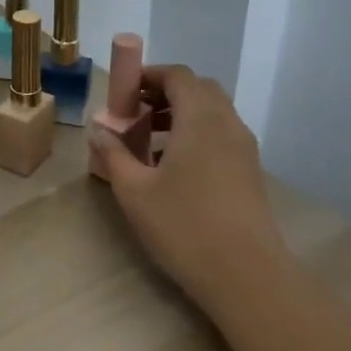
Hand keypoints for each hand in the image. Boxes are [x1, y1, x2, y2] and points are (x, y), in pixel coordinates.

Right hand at [89, 65, 289, 313]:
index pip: (178, 75)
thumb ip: (113, 155)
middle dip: (165, 92)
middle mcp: (227, 124)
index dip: (149, 75)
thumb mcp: (134, 191)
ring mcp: (244, 148)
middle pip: (199, 89)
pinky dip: (197, 134)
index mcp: (200, 119)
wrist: (246, 275)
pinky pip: (222, 134)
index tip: (123, 93)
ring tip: (150, 140)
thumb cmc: (184, 226)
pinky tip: (175, 167)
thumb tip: (100, 131)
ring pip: (213, 112)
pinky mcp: (251, 172)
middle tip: (136, 113)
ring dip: (182, 114)